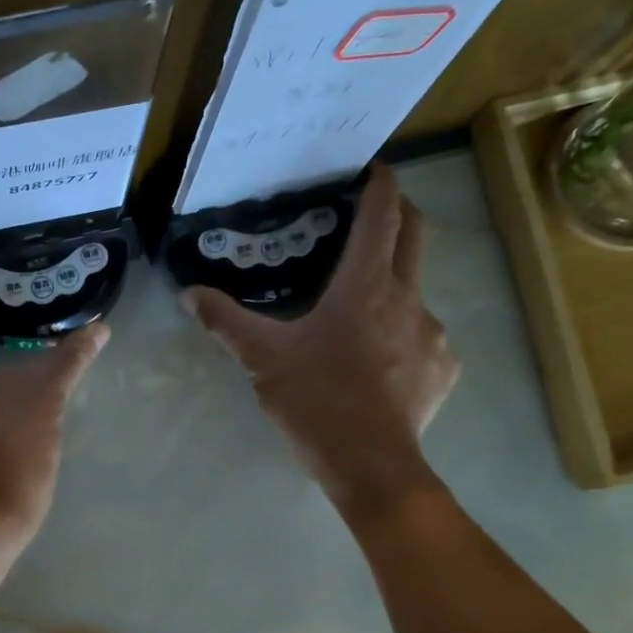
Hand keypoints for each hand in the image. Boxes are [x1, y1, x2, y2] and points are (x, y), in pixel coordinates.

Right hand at [184, 162, 459, 509]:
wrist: (369, 463)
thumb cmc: (316, 400)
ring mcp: (432, 334)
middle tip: (379, 211)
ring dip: (397, 286)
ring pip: (418, 293)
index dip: (380, 185)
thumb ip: (226, 322)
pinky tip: (383, 362)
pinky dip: (405, 336)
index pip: (381, 216)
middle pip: (416, 236)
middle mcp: (408, 298)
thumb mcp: (263, 359)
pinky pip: (426, 339)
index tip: (375, 168)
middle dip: (402, 213)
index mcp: (365, 286)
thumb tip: (189, 293)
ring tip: (367, 310)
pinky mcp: (443, 369)